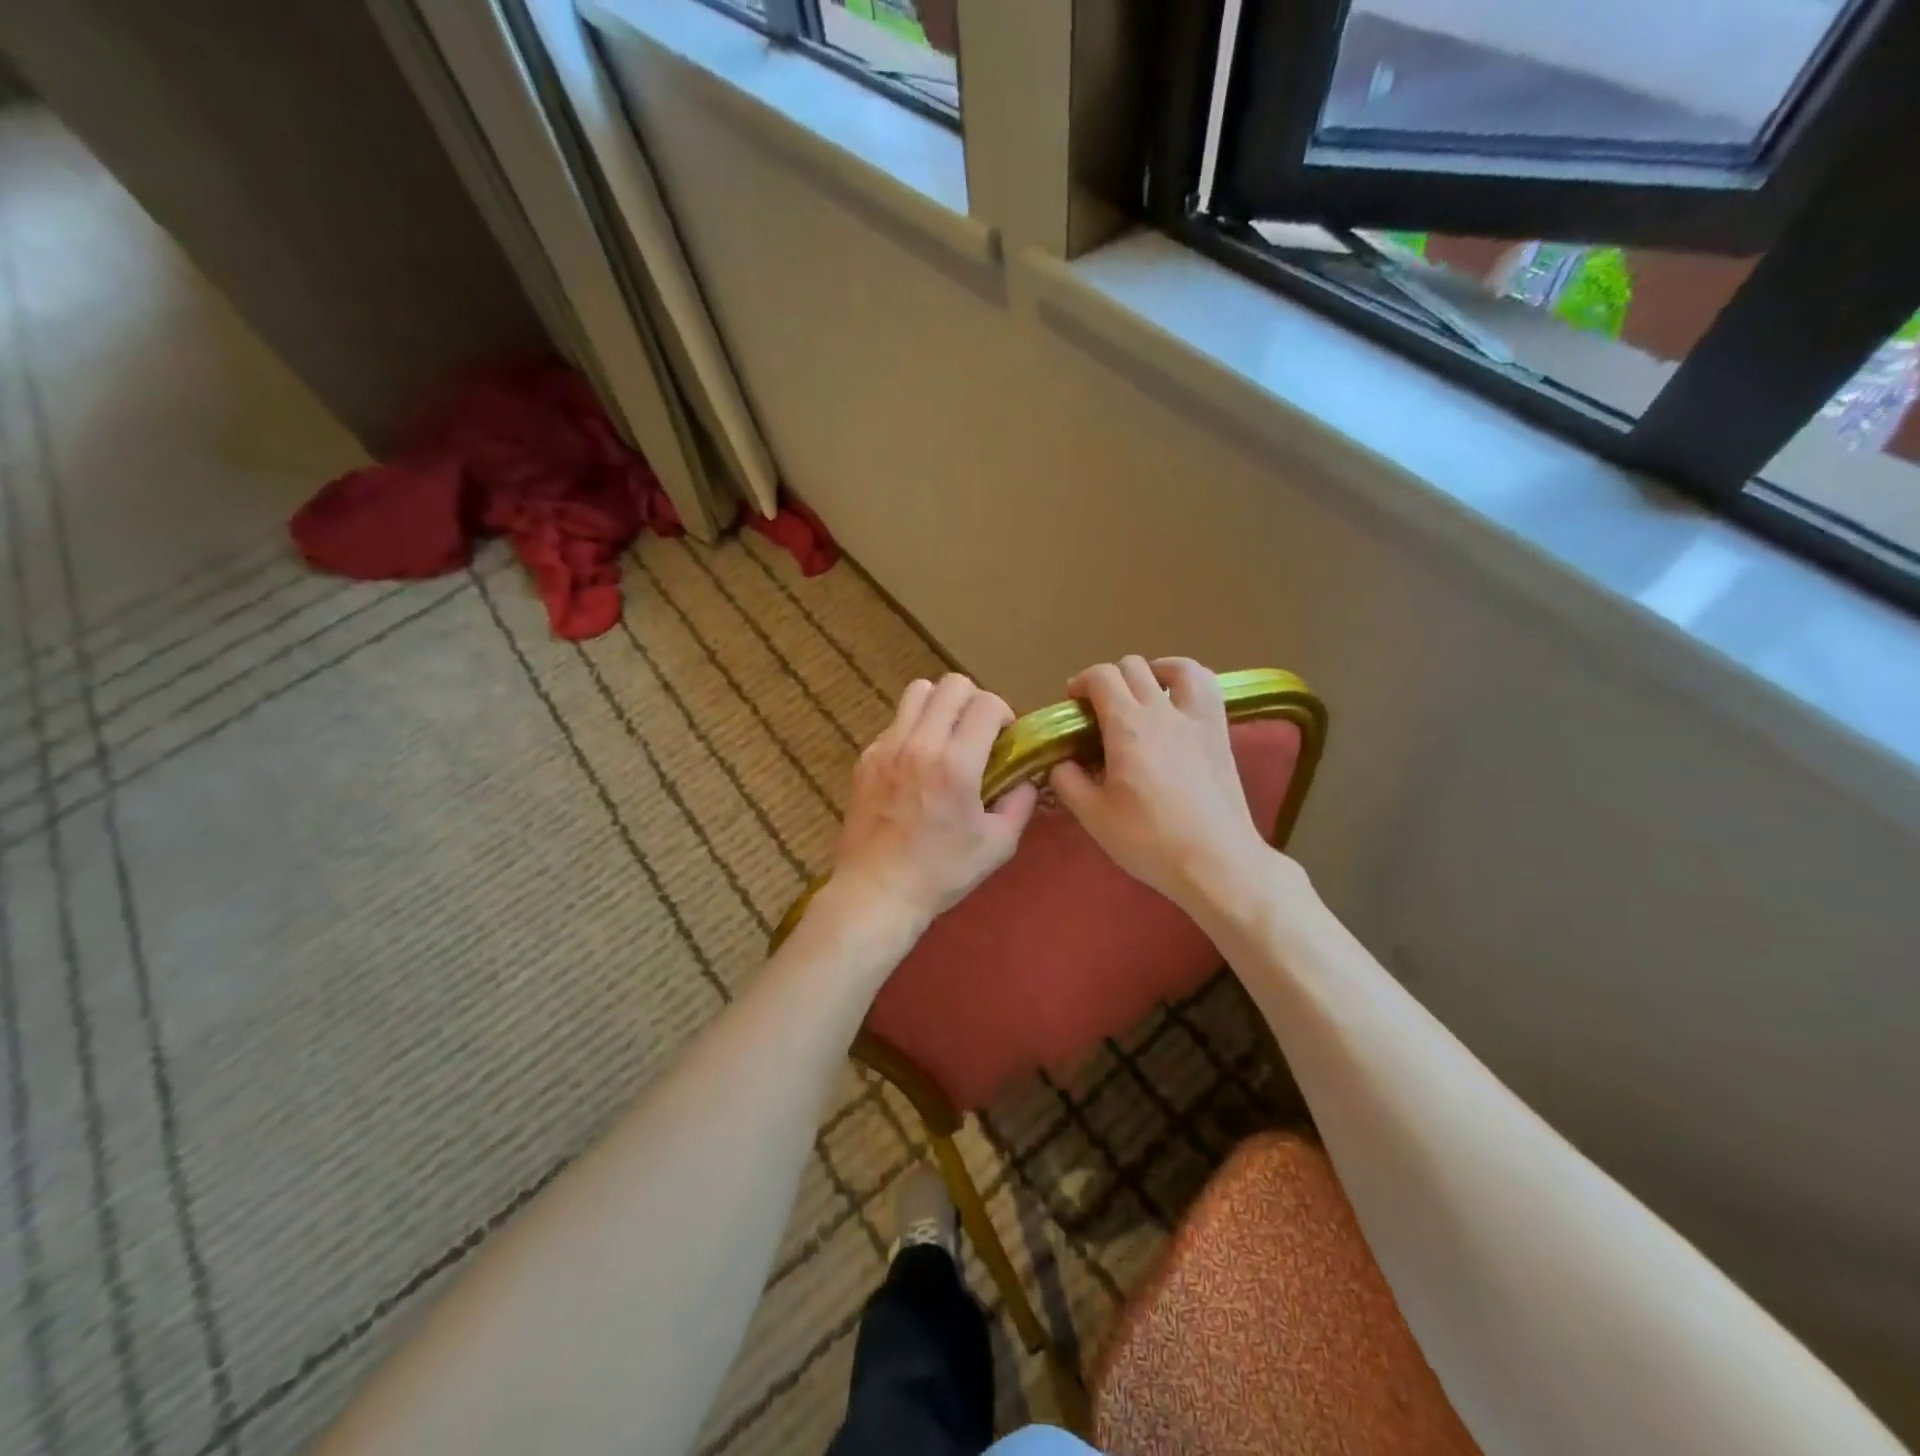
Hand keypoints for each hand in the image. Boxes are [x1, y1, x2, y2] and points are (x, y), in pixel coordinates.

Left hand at [831, 674, 1038, 931]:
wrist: (878, 891)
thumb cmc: (941, 872)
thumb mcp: (997, 845)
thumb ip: (1020, 803)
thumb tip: (1025, 778)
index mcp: (955, 764)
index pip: (987, 704)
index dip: (1004, 714)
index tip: (1004, 739)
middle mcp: (919, 744)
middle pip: (952, 684)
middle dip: (975, 701)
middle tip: (978, 732)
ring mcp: (887, 747)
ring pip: (918, 691)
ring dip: (941, 705)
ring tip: (947, 736)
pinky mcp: (866, 757)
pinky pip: (895, 721)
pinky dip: (913, 728)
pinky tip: (918, 762)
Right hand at [1050, 656, 1274, 910]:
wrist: (1215, 861)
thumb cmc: (1149, 841)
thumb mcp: (1094, 817)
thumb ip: (1068, 782)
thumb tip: (1060, 761)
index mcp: (1126, 727)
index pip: (1100, 677)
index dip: (1081, 682)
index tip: (1072, 704)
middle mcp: (1161, 711)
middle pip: (1132, 667)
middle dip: (1108, 679)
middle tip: (1099, 709)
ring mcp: (1196, 718)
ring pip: (1175, 666)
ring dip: (1151, 671)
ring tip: (1142, 693)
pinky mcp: (1220, 731)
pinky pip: (1206, 686)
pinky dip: (1187, 680)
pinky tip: (1178, 699)